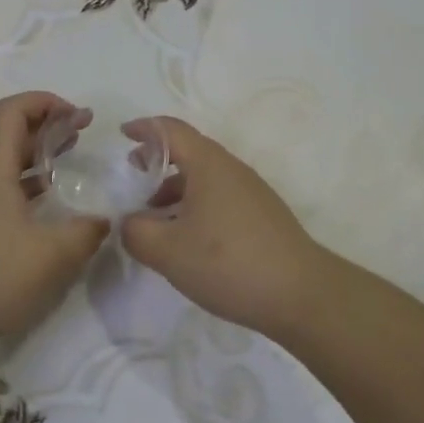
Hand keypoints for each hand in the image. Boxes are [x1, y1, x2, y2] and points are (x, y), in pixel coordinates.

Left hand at [0, 92, 110, 356]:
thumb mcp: (52, 255)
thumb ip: (86, 232)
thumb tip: (104, 219)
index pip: (12, 111)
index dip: (45, 102)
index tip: (76, 114)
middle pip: (10, 133)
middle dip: (48, 126)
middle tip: (83, 133)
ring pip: (6, 162)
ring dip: (38, 155)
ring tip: (71, 163)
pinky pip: (1, 189)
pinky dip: (27, 183)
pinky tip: (49, 206)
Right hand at [120, 116, 329, 340]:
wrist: (301, 294)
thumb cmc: (228, 262)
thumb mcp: (167, 251)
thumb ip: (136, 232)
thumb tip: (129, 222)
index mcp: (208, 164)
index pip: (171, 130)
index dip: (144, 128)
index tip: (122, 134)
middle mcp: (231, 169)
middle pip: (189, 151)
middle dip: (158, 160)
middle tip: (134, 177)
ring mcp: (251, 192)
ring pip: (205, 178)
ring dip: (175, 188)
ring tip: (154, 217)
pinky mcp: (262, 216)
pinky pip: (219, 197)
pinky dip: (195, 205)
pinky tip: (187, 238)